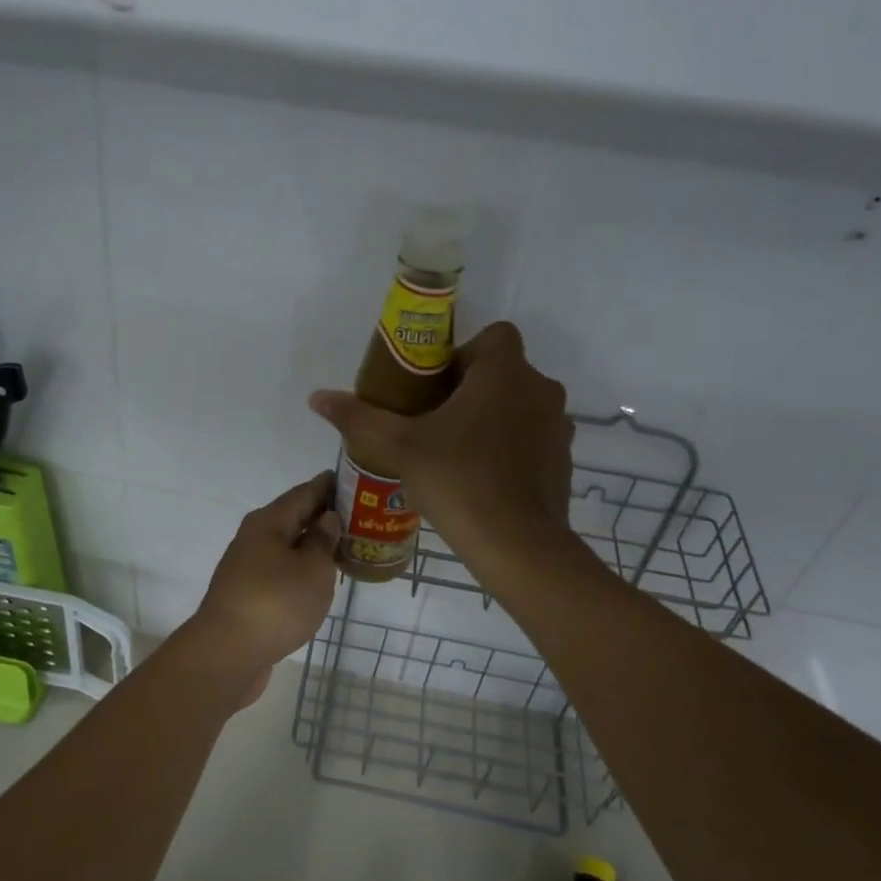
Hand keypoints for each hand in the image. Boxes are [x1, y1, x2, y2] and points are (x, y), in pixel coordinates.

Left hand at [184, 472, 340, 700]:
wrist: (228, 654)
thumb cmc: (276, 603)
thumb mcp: (312, 568)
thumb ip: (323, 541)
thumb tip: (327, 518)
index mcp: (268, 522)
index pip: (304, 493)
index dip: (329, 486)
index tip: (354, 480)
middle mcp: (254, 538)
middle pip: (293, 518)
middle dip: (323, 515)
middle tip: (358, 515)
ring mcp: (248, 568)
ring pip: (287, 546)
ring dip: (312, 544)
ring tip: (344, 545)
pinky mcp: (248, 595)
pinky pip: (281, 571)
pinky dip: (302, 568)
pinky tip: (319, 578)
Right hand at [308, 321, 574, 564]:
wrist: (517, 544)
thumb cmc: (458, 480)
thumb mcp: (400, 447)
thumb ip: (359, 418)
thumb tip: (317, 397)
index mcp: (505, 372)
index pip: (493, 336)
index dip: (463, 353)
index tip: (435, 386)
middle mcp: (540, 389)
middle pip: (503, 372)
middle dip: (470, 389)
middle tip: (433, 422)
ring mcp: (557, 426)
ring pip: (518, 406)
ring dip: (491, 418)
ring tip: (455, 452)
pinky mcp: (562, 460)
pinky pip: (531, 438)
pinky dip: (509, 447)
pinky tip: (480, 478)